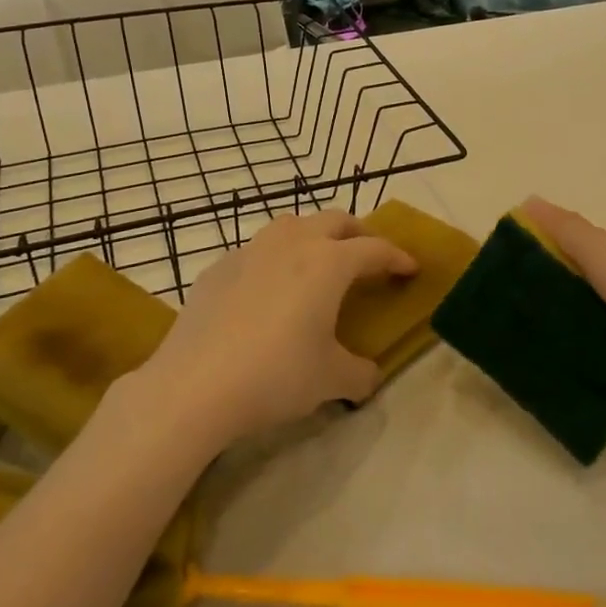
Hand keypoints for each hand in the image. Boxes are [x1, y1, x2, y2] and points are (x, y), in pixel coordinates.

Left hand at [139, 209, 417, 446]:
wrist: (194, 386)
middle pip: (334, 220)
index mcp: (329, 263)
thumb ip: (360, 373)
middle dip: (358, 233)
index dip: (397, 257)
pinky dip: (274, 260)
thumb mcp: (331, 380)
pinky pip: (256, 251)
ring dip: (313, 236)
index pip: (374, 249)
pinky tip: (267, 291)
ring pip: (291, 225)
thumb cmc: (276, 375)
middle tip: (367, 257)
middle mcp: (292, 244)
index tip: (410, 268)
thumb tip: (368, 375)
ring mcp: (250, 251)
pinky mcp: (217, 268)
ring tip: (318, 264)